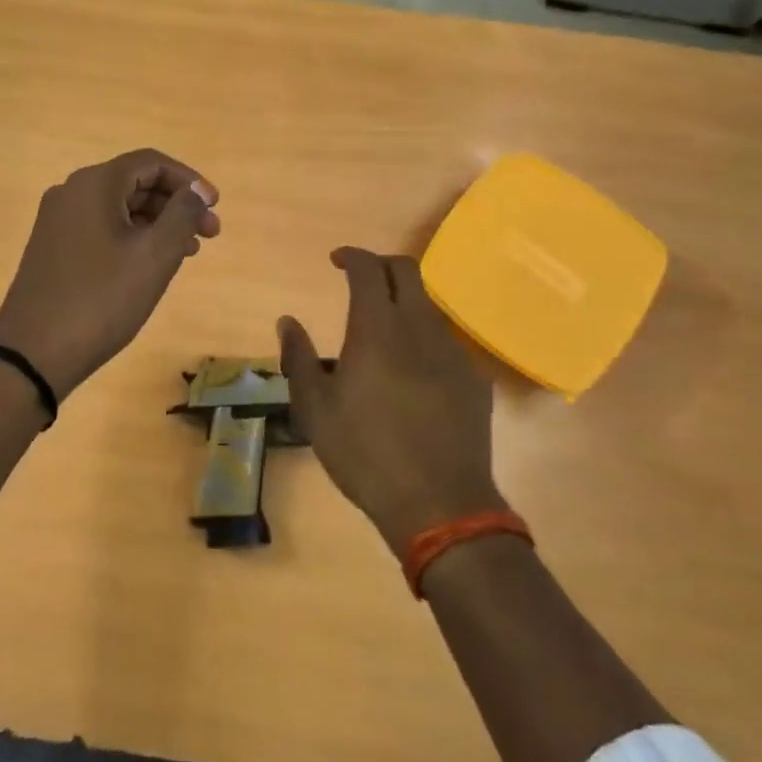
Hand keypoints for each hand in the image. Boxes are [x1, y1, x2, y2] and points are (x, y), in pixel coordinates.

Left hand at [0, 150, 219, 398]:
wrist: (33, 353)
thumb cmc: (102, 299)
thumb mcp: (154, 255)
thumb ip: (182, 214)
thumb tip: (197, 190)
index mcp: (94, 184)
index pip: (152, 162)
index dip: (189, 181)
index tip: (214, 207)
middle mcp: (71, 192)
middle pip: (135, 182)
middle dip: (176, 204)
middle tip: (209, 235)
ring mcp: (58, 221)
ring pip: (120, 208)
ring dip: (158, 223)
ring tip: (188, 253)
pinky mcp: (53, 248)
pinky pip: (102, 228)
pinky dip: (133, 238)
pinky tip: (151, 265)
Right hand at [279, 248, 504, 556]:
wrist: (440, 504)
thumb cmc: (365, 454)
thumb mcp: (315, 410)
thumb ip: (298, 358)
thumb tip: (287, 322)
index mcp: (377, 329)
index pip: (369, 269)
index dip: (352, 256)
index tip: (337, 260)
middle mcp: (419, 328)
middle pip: (407, 271)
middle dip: (381, 266)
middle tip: (360, 281)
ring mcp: (452, 351)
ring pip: (428, 306)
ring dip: (403, 304)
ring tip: (382, 334)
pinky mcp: (474, 378)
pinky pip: (445, 341)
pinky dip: (423, 339)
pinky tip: (411, 375)